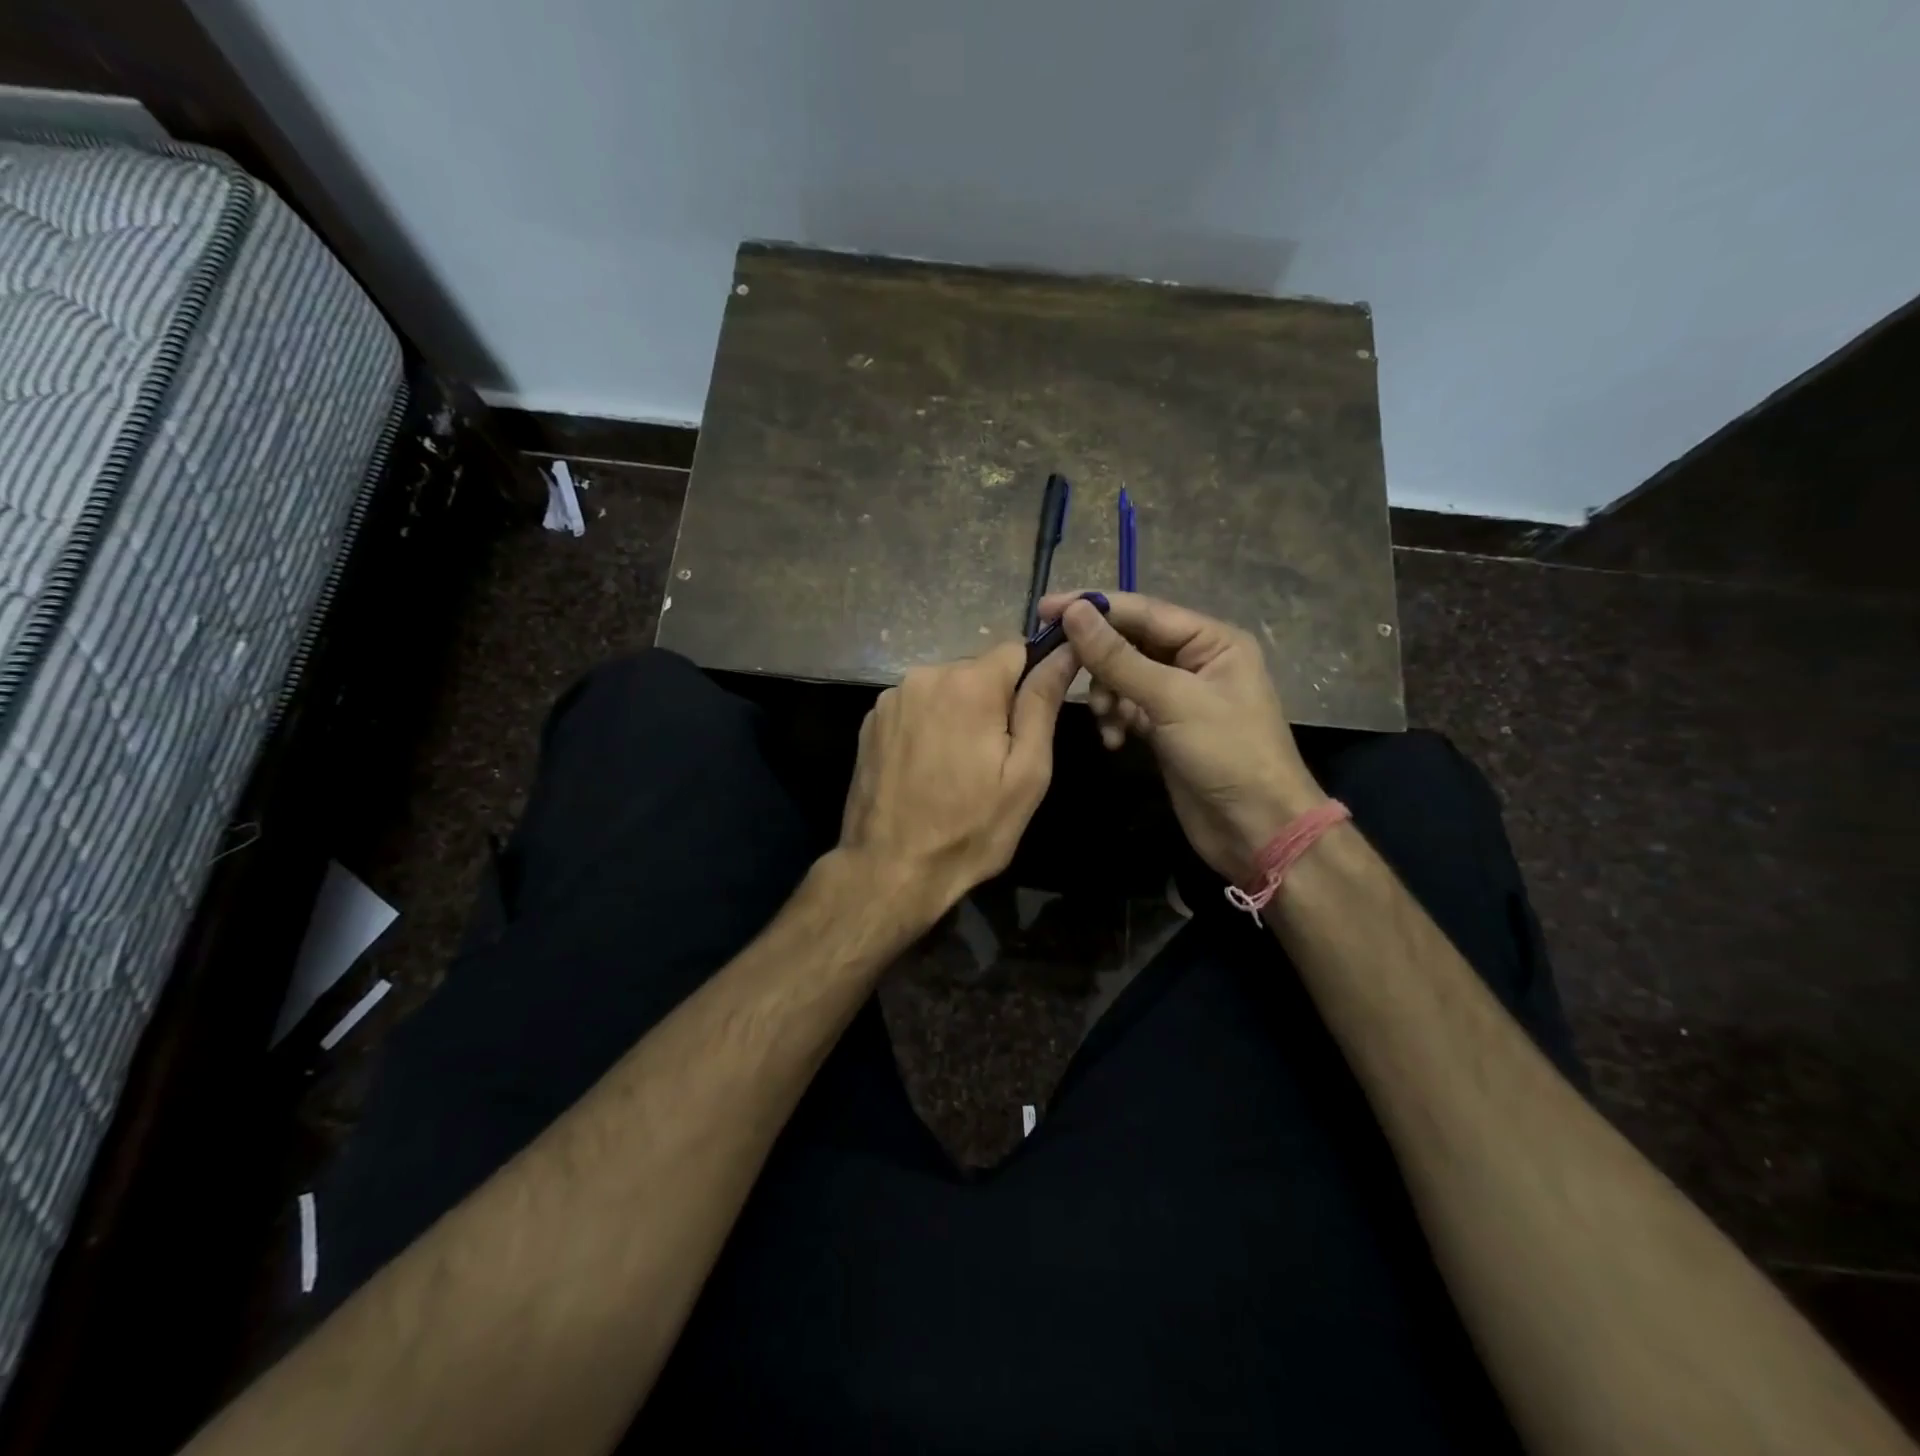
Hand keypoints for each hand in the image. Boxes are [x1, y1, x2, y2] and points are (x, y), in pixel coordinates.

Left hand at [840, 639, 1077, 920]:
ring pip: (945, 689)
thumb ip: (1043, 703)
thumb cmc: (970, 828)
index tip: (1030, 720)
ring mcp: (891, 698)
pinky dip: (928, 726)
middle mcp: (924, 675)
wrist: (890, 869)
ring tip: (958, 767)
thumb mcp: (1026, 773)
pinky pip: (915, 707)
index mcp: (968, 683)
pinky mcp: (870, 721)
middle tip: (994, 758)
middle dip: (993, 702)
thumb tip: (1066, 651)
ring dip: (958, 713)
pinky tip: (926, 768)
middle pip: (977, 670)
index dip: (1031, 679)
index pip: (1016, 649)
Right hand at [1038, 590, 1324, 882]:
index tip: (1044, 609)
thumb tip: (1074, 613)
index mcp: (1212, 640)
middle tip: (1058, 667)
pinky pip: (1127, 706)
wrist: (1255, 828)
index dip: (1093, 607)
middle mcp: (1196, 660)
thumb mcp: (1171, 700)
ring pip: (1124, 676)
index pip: (1142, 610)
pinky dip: (1115, 718)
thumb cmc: (1226, 754)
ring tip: (1105, 720)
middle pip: (1130, 641)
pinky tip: (1113, 740)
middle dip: (1098, 659)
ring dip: (1106, 694)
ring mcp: (1180, 695)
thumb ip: (1119, 657)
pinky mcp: (1166, 726)